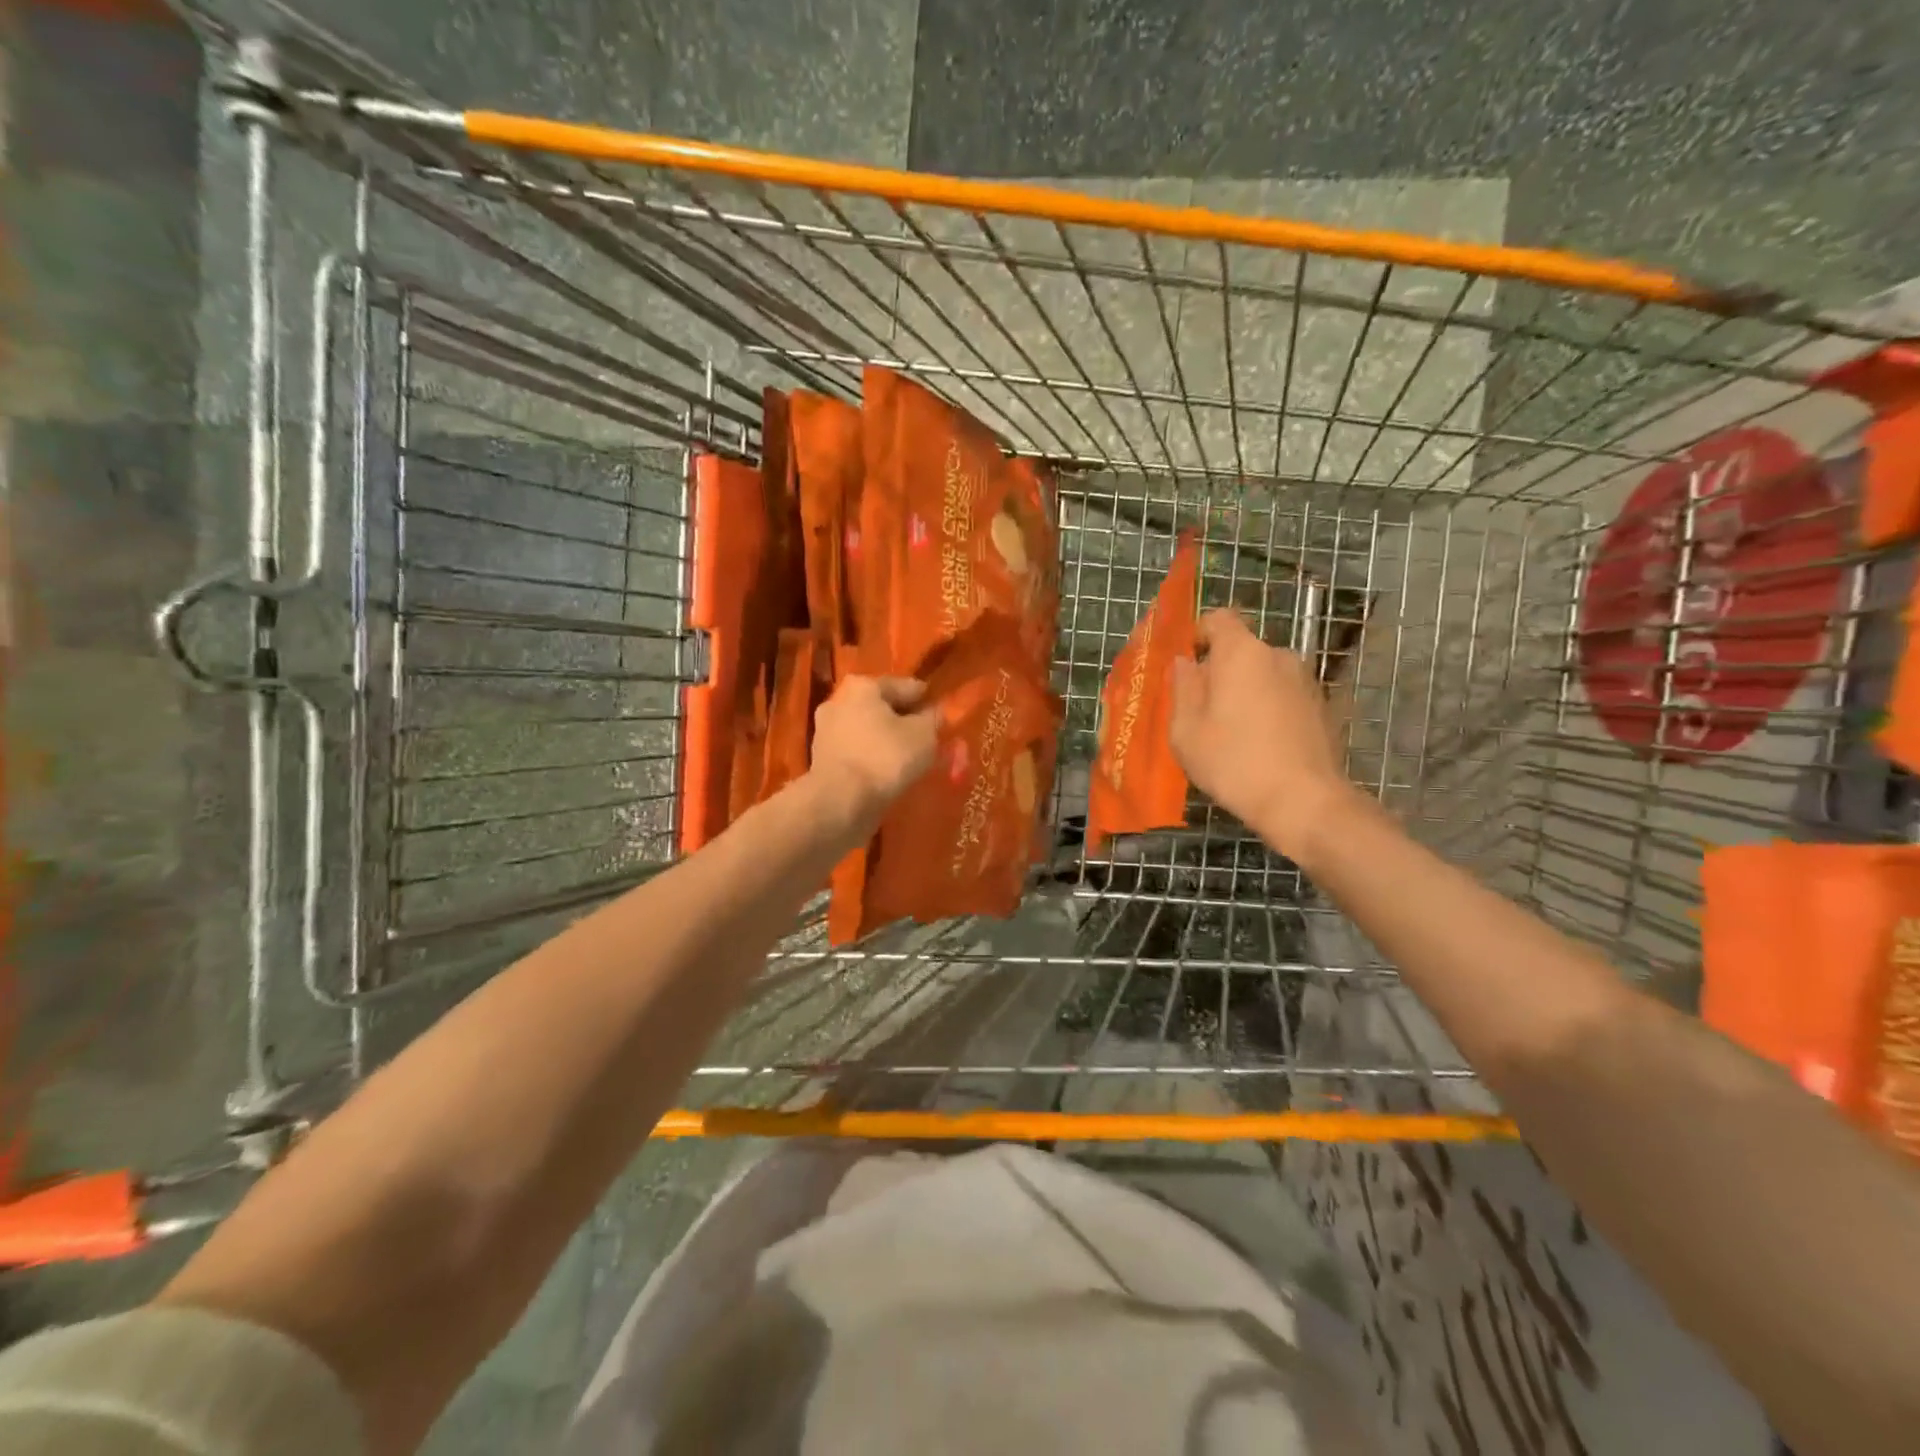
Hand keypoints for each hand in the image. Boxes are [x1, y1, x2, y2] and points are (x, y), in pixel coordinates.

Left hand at [809, 676, 939, 826]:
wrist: (840, 801)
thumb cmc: (885, 757)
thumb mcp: (924, 735)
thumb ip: (933, 719)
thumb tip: (935, 712)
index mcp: (863, 686)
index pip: (904, 686)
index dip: (926, 699)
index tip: (942, 711)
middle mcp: (838, 701)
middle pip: (882, 708)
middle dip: (904, 720)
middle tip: (927, 736)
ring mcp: (826, 731)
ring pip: (868, 731)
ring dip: (887, 740)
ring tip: (910, 758)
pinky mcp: (822, 759)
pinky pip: (857, 752)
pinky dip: (873, 757)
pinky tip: (888, 771)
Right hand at [1169, 609, 1355, 861]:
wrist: (1303, 801)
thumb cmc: (1233, 762)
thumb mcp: (1186, 730)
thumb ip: (1182, 688)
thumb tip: (1185, 664)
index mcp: (1241, 653)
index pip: (1219, 619)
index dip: (1198, 634)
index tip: (1185, 664)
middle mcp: (1278, 655)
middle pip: (1241, 650)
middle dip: (1219, 671)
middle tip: (1201, 709)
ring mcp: (1306, 681)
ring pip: (1264, 675)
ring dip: (1245, 692)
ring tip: (1232, 732)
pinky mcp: (1322, 707)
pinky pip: (1283, 696)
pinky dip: (1269, 709)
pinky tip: (1261, 745)